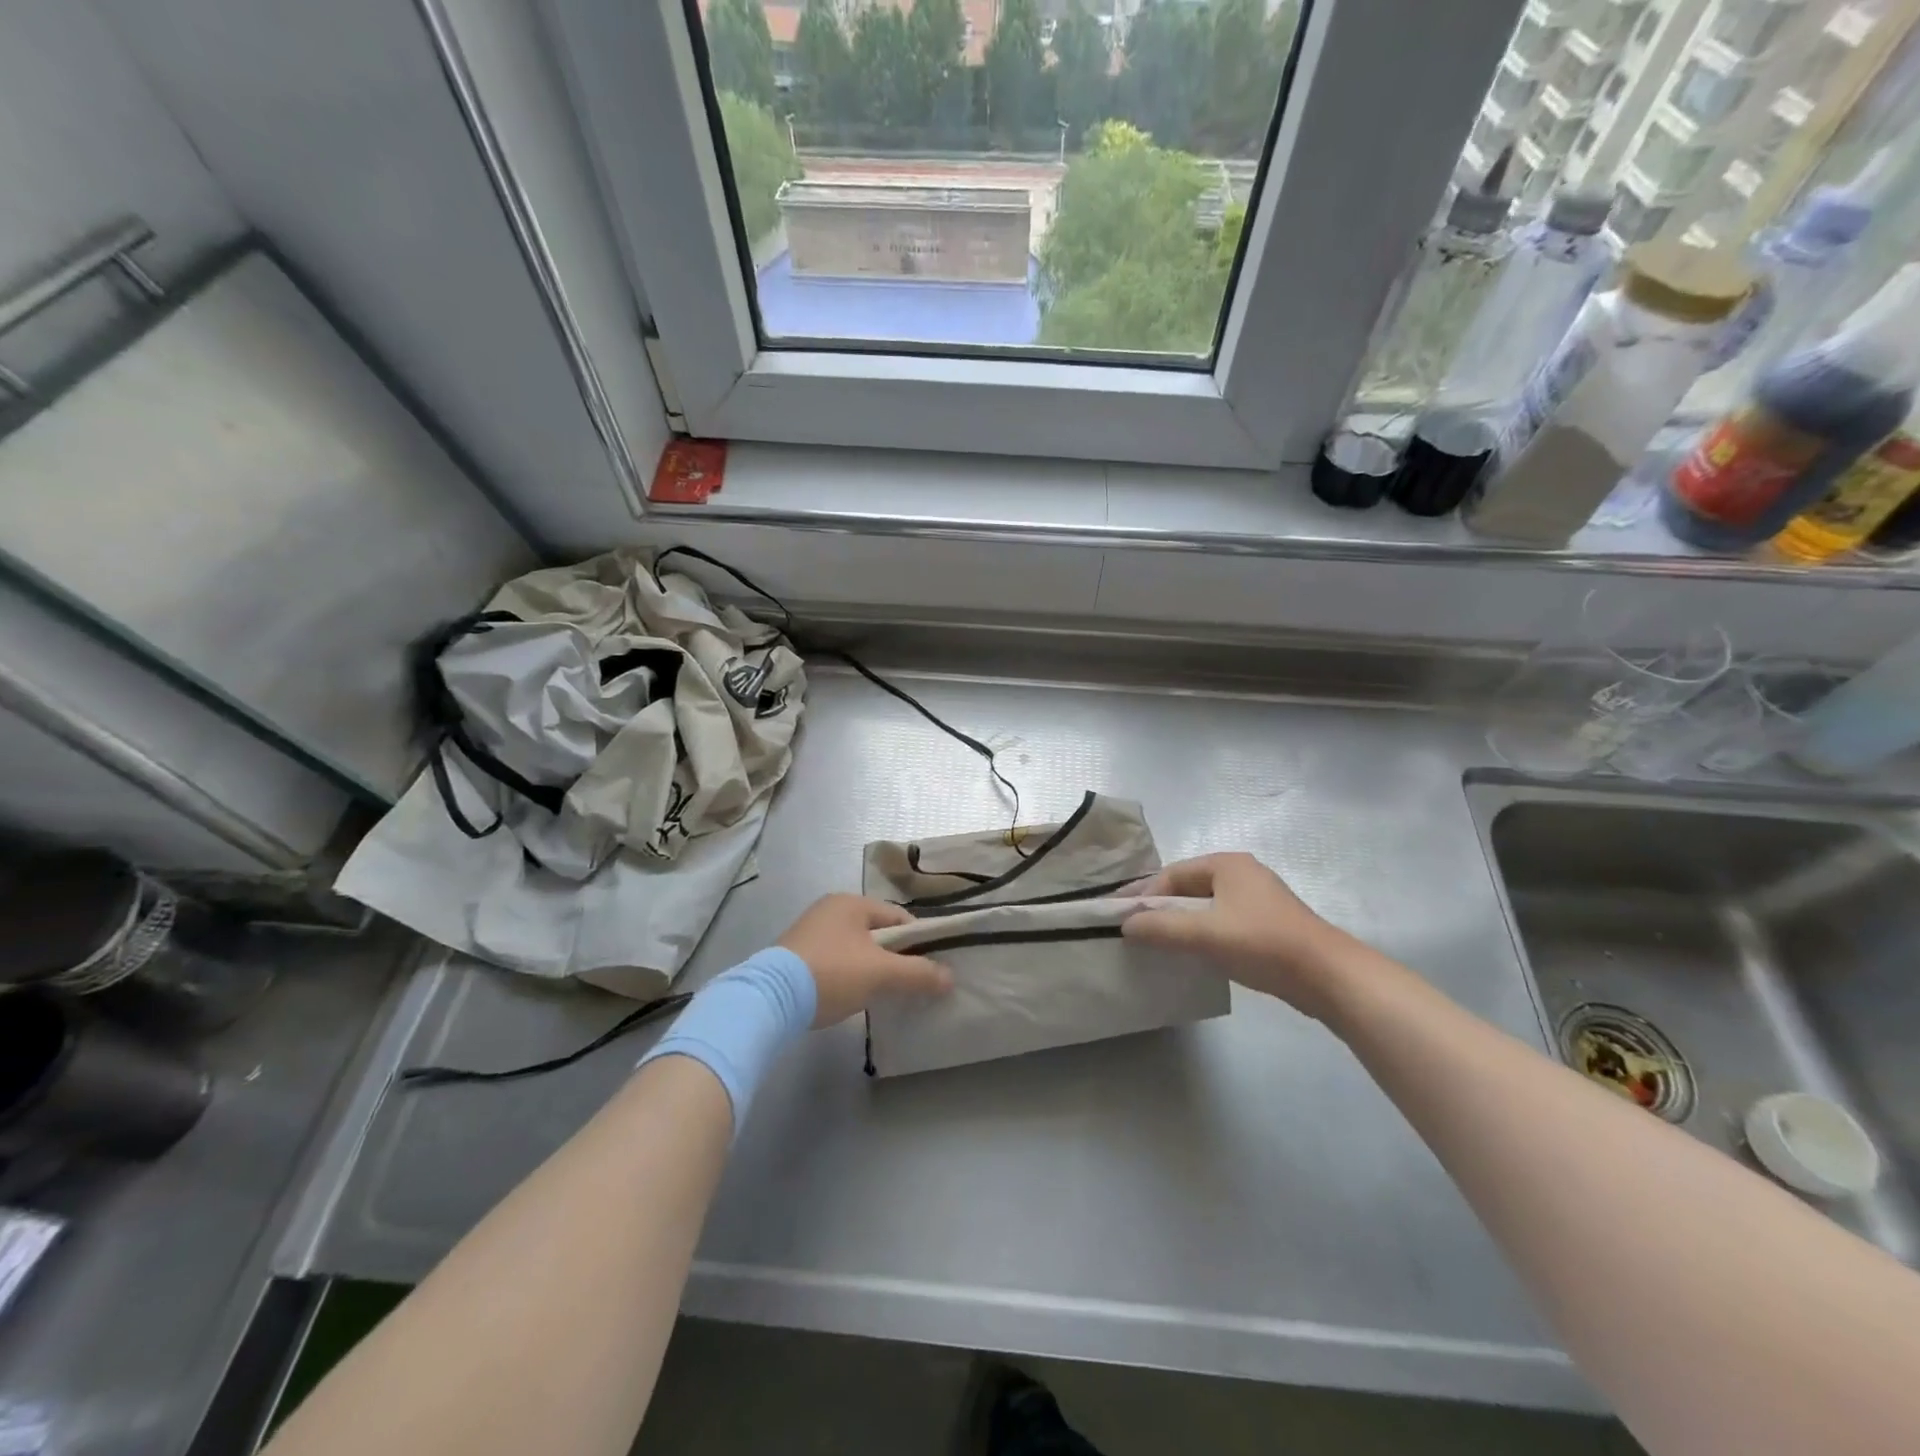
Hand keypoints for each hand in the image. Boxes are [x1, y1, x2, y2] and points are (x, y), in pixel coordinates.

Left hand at [778, 894, 952, 1027]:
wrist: (768, 1000)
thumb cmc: (831, 974)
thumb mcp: (880, 974)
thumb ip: (918, 974)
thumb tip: (950, 978)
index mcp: (851, 903)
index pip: (898, 918)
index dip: (918, 942)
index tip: (928, 969)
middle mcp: (829, 909)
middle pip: (876, 933)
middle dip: (893, 957)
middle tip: (907, 984)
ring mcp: (809, 932)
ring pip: (855, 948)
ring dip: (870, 968)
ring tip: (881, 994)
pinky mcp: (795, 956)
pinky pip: (834, 961)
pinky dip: (847, 975)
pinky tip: (851, 996)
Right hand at [1122, 853, 1352, 1017]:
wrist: (1327, 976)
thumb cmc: (1262, 943)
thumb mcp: (1205, 934)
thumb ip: (1162, 927)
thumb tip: (1126, 925)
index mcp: (1227, 864)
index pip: (1172, 874)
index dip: (1144, 894)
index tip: (1121, 916)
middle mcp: (1241, 873)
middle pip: (1188, 887)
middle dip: (1160, 907)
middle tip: (1134, 929)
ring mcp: (1256, 898)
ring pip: (1205, 906)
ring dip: (1180, 922)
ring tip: (1157, 942)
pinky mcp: (1266, 924)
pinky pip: (1221, 921)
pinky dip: (1201, 933)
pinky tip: (1191, 952)